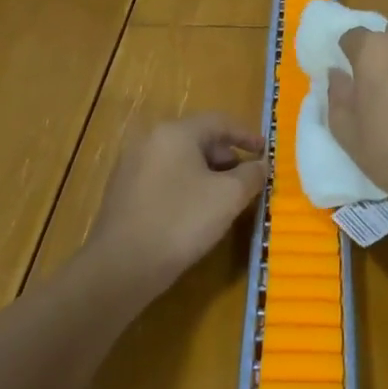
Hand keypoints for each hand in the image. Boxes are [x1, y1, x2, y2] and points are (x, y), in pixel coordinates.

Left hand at [90, 114, 265, 288]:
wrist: (121, 266)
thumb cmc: (181, 221)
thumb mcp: (229, 196)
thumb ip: (251, 175)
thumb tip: (261, 165)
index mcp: (175, 132)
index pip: (219, 122)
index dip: (246, 135)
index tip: (265, 152)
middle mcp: (150, 140)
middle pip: (198, 139)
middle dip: (227, 157)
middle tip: (247, 179)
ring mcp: (132, 166)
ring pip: (180, 160)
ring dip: (208, 173)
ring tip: (225, 198)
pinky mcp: (124, 191)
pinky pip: (164, 178)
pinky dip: (186, 186)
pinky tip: (196, 212)